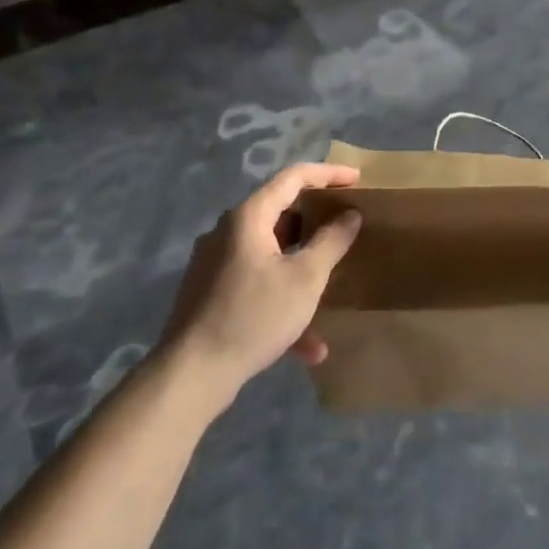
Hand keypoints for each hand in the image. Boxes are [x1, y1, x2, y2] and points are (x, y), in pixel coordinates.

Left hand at [163, 163, 362, 394]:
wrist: (191, 374)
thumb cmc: (254, 315)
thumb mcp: (305, 279)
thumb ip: (331, 241)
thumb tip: (350, 214)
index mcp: (248, 217)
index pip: (293, 177)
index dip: (328, 174)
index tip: (357, 179)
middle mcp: (228, 232)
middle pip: (280, 212)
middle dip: (317, 221)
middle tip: (347, 224)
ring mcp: (216, 263)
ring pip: (271, 254)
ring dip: (303, 268)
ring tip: (332, 284)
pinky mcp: (211, 293)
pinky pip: (257, 285)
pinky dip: (283, 302)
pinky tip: (308, 347)